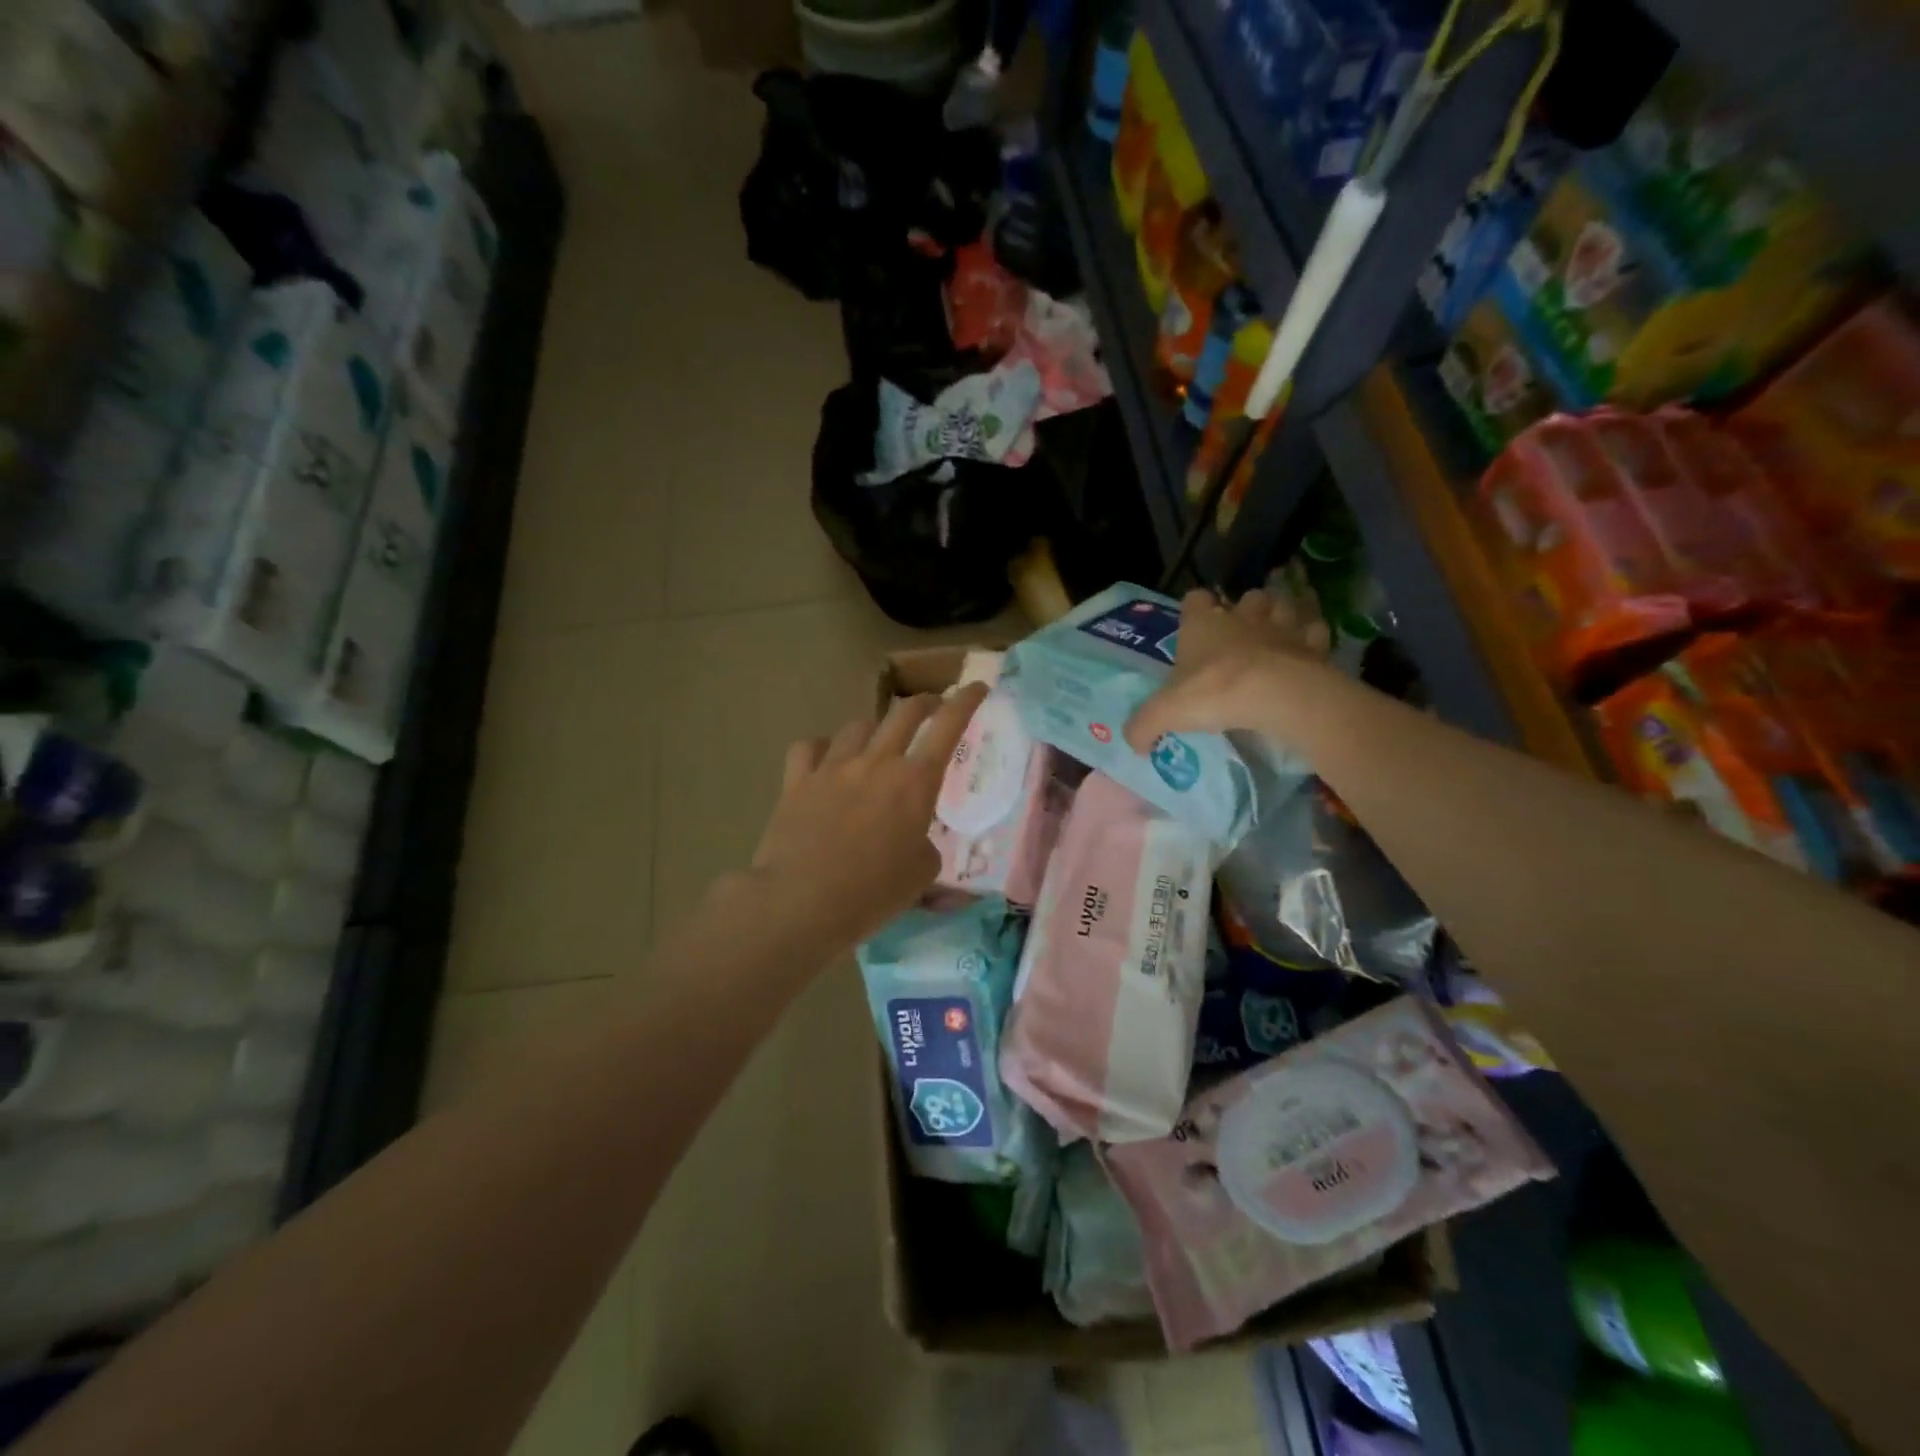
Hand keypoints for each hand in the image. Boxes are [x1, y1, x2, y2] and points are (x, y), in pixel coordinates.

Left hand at [748, 682, 989, 945]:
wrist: (802, 902)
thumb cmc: (873, 893)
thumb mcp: (922, 874)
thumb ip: (925, 844)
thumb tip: (913, 838)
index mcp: (915, 782)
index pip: (949, 726)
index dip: (967, 701)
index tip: (977, 687)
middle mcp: (876, 762)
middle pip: (904, 712)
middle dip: (925, 703)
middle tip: (933, 707)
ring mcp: (832, 767)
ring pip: (858, 726)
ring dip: (875, 728)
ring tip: (876, 743)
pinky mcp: (797, 781)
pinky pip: (809, 747)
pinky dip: (822, 748)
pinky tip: (824, 760)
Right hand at [1125, 588, 1327, 749]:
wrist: (1278, 695)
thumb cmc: (1215, 692)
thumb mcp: (1166, 712)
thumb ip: (1144, 725)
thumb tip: (1133, 742)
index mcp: (1203, 625)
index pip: (1195, 599)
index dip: (1195, 609)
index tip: (1194, 626)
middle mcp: (1243, 617)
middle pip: (1247, 597)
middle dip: (1246, 610)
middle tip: (1241, 636)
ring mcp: (1282, 627)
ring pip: (1284, 606)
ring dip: (1281, 617)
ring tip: (1277, 637)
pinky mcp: (1314, 645)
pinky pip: (1315, 632)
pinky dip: (1312, 639)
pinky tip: (1306, 655)